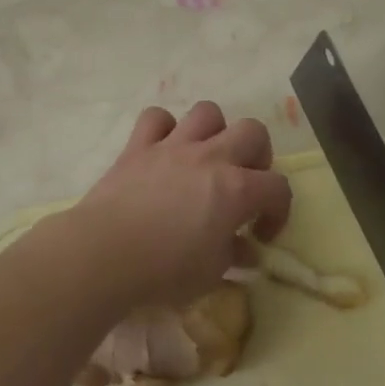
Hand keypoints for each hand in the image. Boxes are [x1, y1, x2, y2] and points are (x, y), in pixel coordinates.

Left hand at [65, 102, 290, 308]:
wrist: (105, 252)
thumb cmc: (165, 270)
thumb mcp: (211, 273)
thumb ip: (233, 254)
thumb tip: (245, 249)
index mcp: (236, 189)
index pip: (278, 187)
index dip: (278, 211)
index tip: (261, 234)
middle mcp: (210, 157)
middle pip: (252, 131)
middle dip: (257, 155)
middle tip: (244, 182)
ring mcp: (173, 146)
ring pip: (207, 112)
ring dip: (214, 131)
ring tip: (207, 157)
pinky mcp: (138, 145)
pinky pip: (156, 117)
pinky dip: (163, 128)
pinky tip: (163, 149)